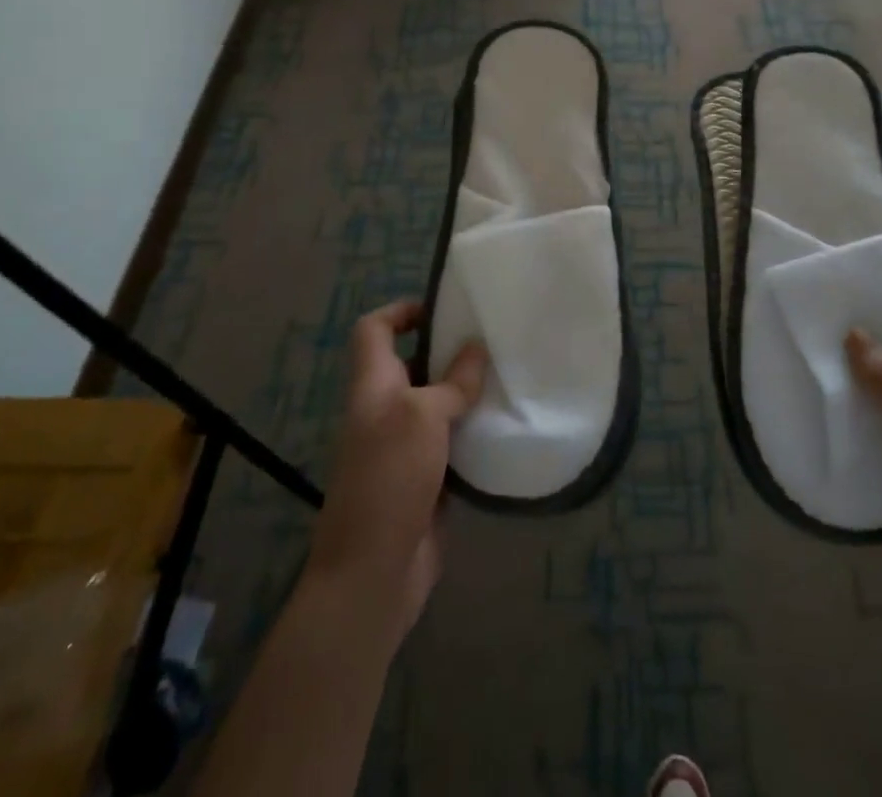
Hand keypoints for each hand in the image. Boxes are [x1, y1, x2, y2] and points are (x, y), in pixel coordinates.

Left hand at [305, 300, 487, 644]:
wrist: (373, 572)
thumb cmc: (389, 478)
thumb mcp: (421, 417)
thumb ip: (451, 382)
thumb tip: (476, 349)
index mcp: (373, 386)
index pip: (374, 330)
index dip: (401, 311)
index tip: (443, 308)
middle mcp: (386, 409)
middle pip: (412, 363)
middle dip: (448, 348)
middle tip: (493, 336)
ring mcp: (405, 446)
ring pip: (437, 402)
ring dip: (467, 390)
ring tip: (509, 372)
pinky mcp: (427, 476)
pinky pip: (453, 439)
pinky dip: (474, 429)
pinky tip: (506, 422)